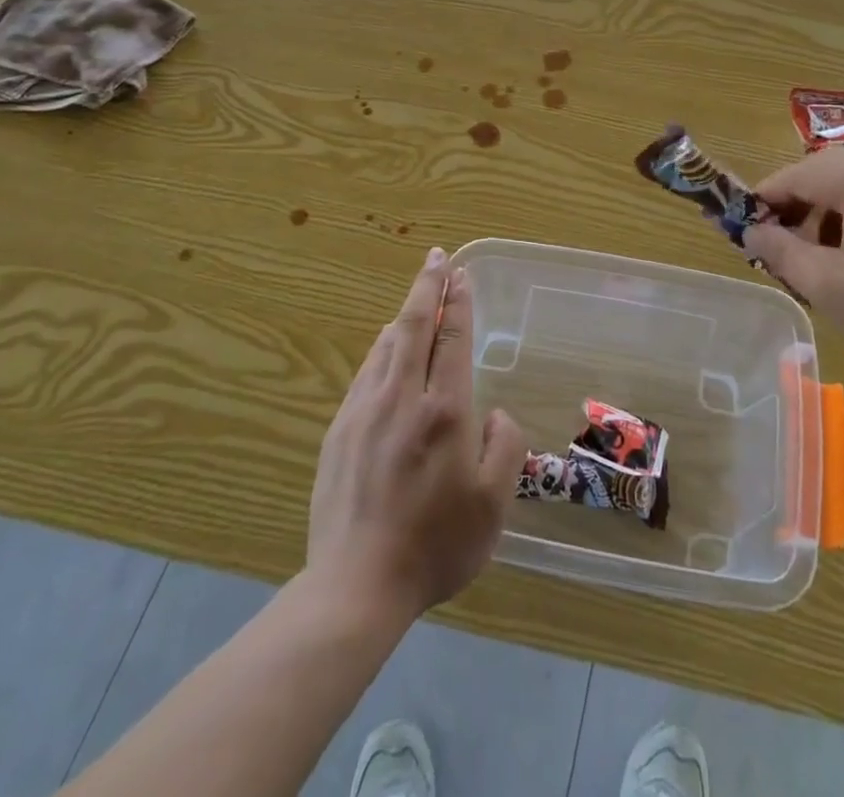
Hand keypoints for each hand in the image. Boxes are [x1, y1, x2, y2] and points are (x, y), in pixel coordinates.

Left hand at [307, 247, 525, 621]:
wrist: (355, 586)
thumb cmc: (434, 545)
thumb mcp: (492, 504)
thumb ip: (504, 447)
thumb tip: (494, 414)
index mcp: (444, 410)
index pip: (453, 339)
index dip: (458, 302)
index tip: (460, 274)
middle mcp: (402, 397)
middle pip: (414, 326)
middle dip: (428, 287)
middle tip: (436, 258)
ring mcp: (364, 411)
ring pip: (386, 345)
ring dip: (404, 316)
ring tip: (417, 302)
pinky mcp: (339, 431)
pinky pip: (366, 373)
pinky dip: (382, 350)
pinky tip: (386, 352)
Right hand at [744, 150, 843, 401]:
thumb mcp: (828, 288)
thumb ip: (781, 251)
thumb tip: (751, 232)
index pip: (801, 173)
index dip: (768, 196)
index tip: (747, 225)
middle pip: (833, 169)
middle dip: (800, 199)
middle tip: (782, 239)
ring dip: (833, 206)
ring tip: (823, 252)